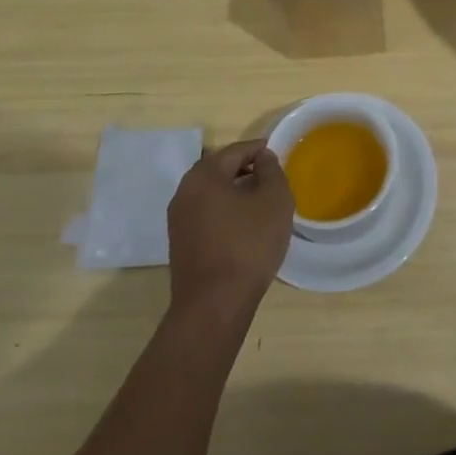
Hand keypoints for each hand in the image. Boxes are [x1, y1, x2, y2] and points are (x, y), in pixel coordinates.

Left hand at [167, 139, 292, 319]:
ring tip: (260, 201)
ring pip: (211, 193)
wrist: (214, 305)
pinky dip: (225, 210)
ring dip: (234, 191)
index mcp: (204, 176)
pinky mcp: (180, 243)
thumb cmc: (248, 245)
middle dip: (245, 169)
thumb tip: (263, 158)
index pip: (235, 150)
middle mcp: (184, 192)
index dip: (258, 149)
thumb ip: (271, 171)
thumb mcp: (274, 200)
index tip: (277, 153)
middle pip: (219, 169)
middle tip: (270, 176)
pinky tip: (244, 225)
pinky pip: (206, 213)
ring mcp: (178, 219)